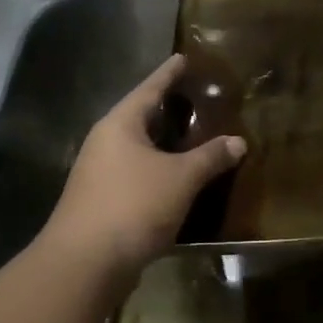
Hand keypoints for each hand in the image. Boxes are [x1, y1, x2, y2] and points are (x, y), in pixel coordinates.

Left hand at [41, 54, 244, 278]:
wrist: (85, 264)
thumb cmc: (133, 206)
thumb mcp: (181, 178)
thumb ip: (210, 157)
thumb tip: (237, 141)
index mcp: (120, 125)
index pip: (149, 88)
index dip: (169, 74)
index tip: (183, 58)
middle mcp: (105, 143)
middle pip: (140, 117)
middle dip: (167, 109)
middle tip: (196, 98)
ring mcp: (99, 174)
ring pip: (138, 149)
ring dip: (164, 144)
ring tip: (192, 138)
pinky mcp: (102, 201)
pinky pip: (136, 174)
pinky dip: (158, 171)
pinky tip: (177, 180)